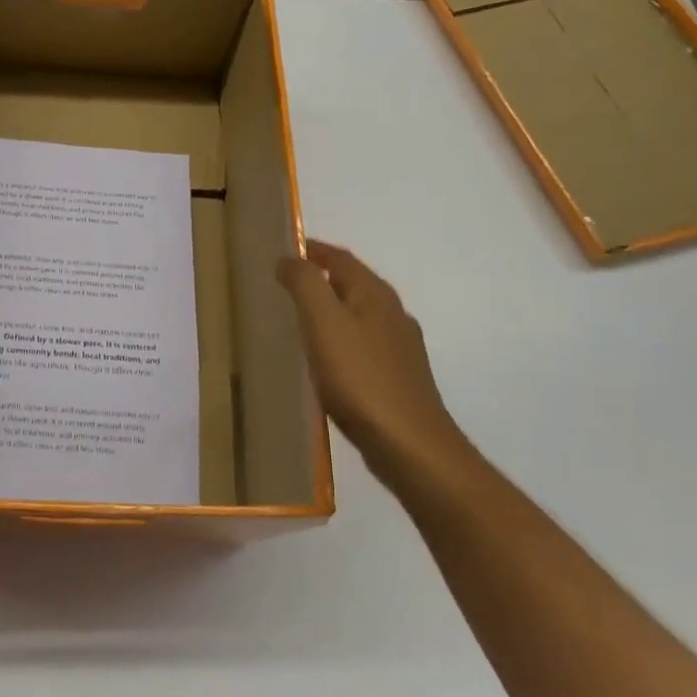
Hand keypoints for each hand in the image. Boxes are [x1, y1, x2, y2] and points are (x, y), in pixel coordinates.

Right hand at [277, 240, 474, 488]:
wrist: (410, 446)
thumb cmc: (360, 378)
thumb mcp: (323, 322)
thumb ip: (304, 283)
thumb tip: (289, 258)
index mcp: (375, 295)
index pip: (341, 258)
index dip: (314, 250)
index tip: (286, 249)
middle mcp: (392, 314)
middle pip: (354, 284)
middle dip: (322, 277)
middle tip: (286, 282)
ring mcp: (400, 349)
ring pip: (360, 315)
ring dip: (332, 309)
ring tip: (301, 318)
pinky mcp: (398, 379)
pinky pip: (364, 345)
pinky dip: (341, 339)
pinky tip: (327, 360)